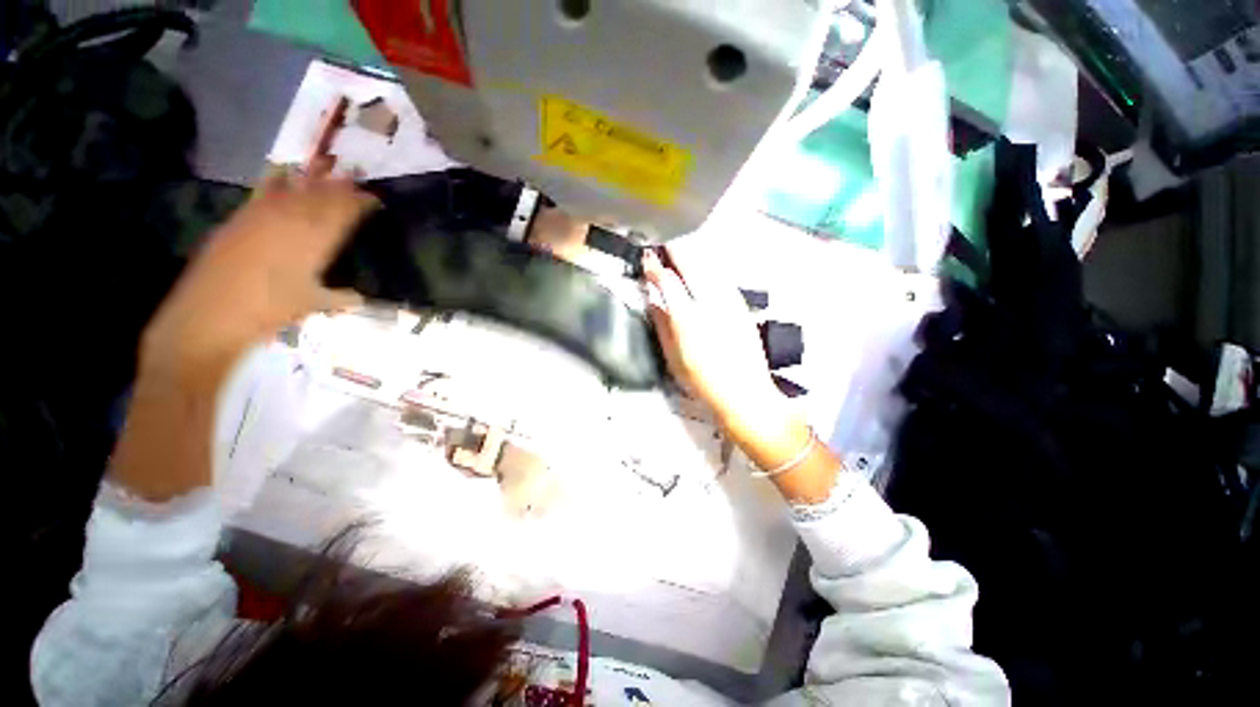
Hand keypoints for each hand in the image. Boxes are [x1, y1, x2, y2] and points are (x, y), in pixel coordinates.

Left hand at [142, 166, 375, 383]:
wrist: (211, 314)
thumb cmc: (270, 311)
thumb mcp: (313, 305)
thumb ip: (340, 298)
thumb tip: (360, 299)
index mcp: (315, 241)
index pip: (343, 214)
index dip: (359, 203)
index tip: (374, 196)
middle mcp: (291, 221)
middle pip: (320, 195)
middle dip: (340, 183)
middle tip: (355, 170)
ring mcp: (263, 216)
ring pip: (293, 189)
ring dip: (312, 175)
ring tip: (325, 161)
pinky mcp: (241, 218)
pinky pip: (264, 192)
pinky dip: (276, 179)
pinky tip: (281, 169)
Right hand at [641, 245, 785, 429]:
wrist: (745, 393)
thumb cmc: (703, 381)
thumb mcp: (673, 358)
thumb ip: (662, 325)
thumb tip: (653, 300)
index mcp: (688, 318)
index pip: (668, 281)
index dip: (655, 266)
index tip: (647, 256)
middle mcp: (710, 302)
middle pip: (691, 263)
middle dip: (675, 249)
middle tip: (663, 242)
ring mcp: (730, 301)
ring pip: (709, 265)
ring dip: (692, 254)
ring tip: (680, 249)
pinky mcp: (742, 304)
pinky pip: (721, 277)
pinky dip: (708, 267)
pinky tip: (702, 270)